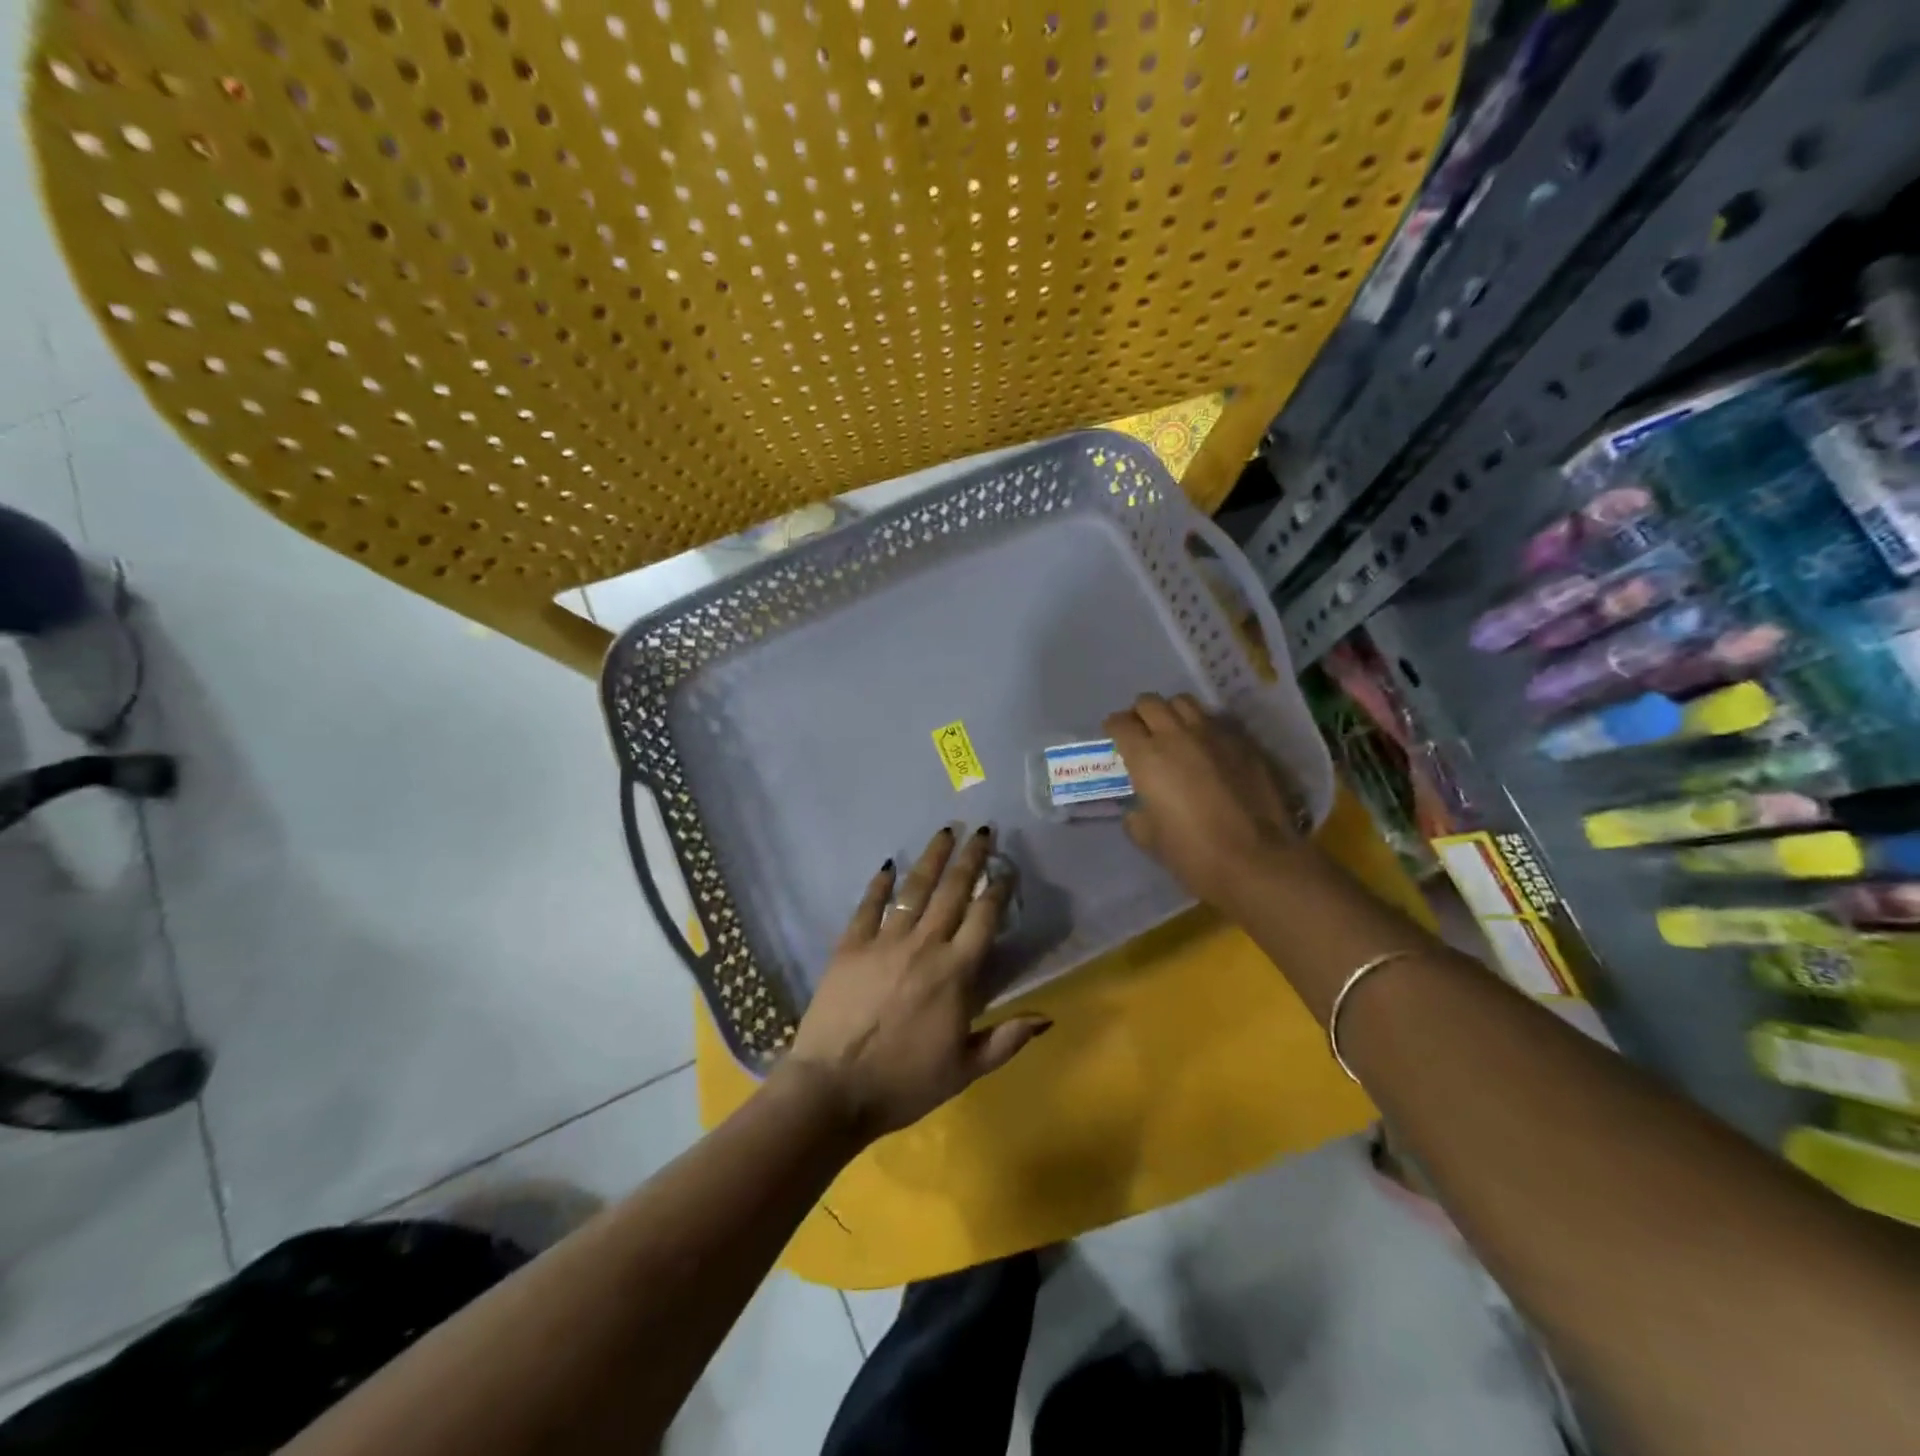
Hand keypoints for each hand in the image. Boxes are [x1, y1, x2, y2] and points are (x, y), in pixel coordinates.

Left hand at [782, 826, 1050, 1141]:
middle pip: (953, 891)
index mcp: (956, 972)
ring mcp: (884, 941)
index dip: (998, 889)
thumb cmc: (904, 1083)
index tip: (1007, 868)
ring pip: (914, 889)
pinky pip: (868, 906)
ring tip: (946, 831)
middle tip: (983, 831)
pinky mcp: (850, 945)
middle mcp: (924, 945)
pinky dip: (879, 884)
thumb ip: (1007, 1039)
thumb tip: (1048, 1017)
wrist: (833, 1089)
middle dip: (971, 858)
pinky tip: (888, 865)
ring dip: (932, 858)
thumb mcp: (966, 1069)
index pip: (984, 918)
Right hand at [1104, 692, 1309, 908]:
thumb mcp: (1149, 838)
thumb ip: (1137, 814)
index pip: (1120, 723)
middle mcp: (1176, 735)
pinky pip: (1216, 721)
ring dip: (1173, 713)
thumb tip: (1140, 806)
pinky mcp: (1244, 743)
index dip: (1114, 728)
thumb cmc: (1193, 853)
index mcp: (1146, 757)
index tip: (1115, 739)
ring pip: (1184, 703)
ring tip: (1175, 733)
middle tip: (1142, 733)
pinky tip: (1208, 749)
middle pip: (1150, 702)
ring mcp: (1214, 734)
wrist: (1256, 860)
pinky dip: (1204, 728)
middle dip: (1140, 714)